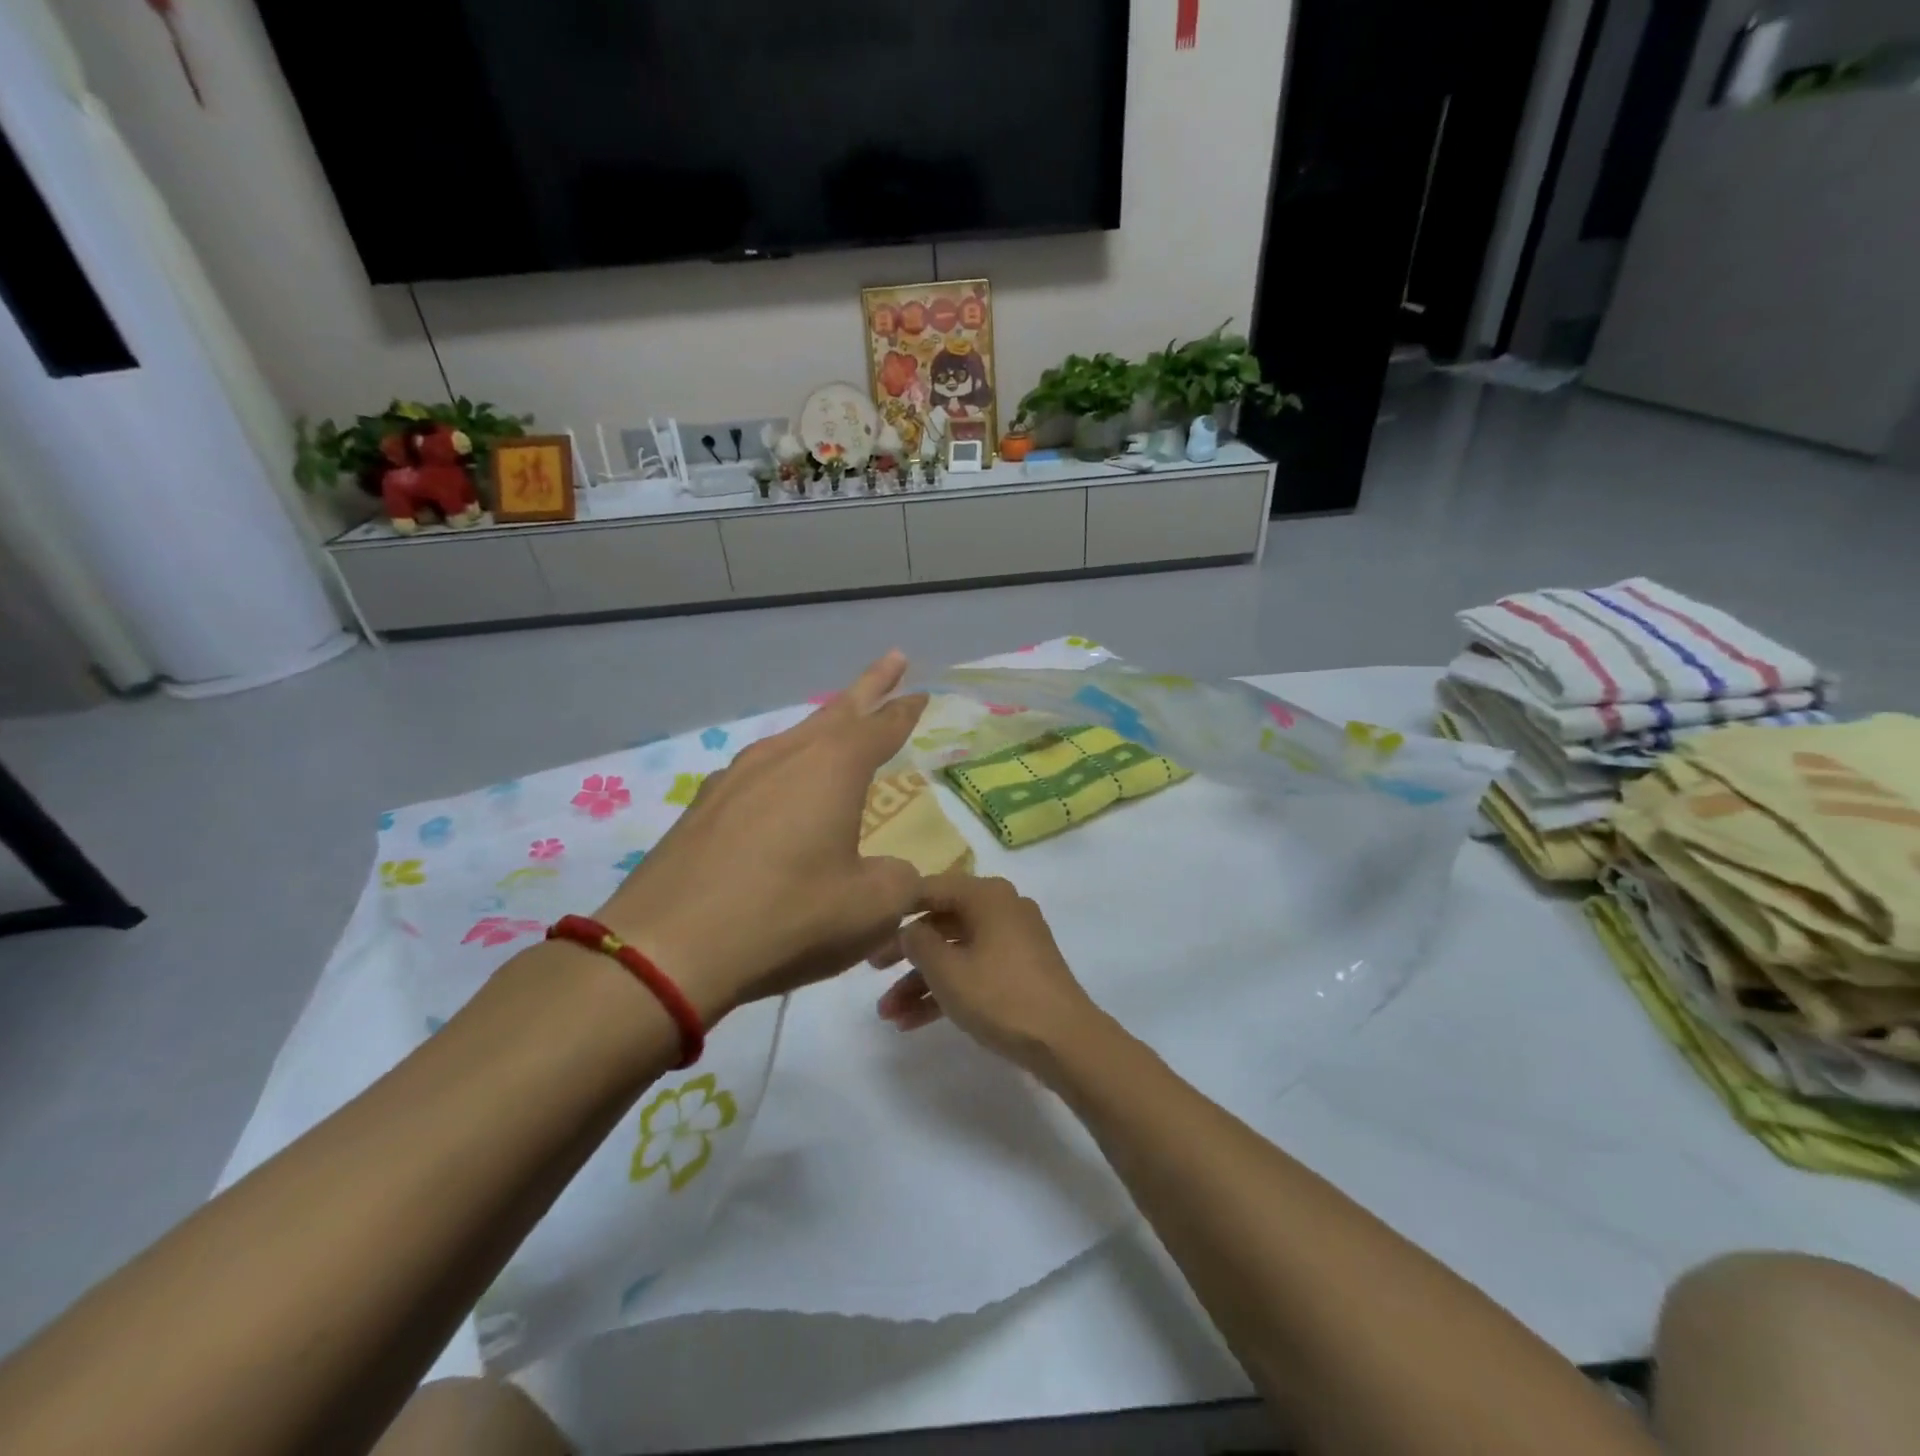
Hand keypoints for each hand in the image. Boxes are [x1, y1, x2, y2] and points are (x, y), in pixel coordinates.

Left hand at [596, 652, 926, 1023]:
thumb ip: (899, 880)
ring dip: (823, 728)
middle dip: (870, 686)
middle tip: (894, 660)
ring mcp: (737, 776)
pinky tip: (778, 791)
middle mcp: (785, 756)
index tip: (922, 691)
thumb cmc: (787, 917)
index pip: (882, 726)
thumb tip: (894, 872)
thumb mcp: (871, 909)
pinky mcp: (704, 805)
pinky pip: (758, 772)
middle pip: (837, 710)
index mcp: (833, 767)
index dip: (906, 710)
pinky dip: (783, 770)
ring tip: (839, 727)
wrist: (668, 948)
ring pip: (793, 738)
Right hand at [874, 874, 1100, 1068]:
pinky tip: (913, 1022)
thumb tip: (910, 929)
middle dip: (905, 954)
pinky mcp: (1020, 970)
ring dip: (921, 982)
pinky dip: (947, 991)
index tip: (868, 930)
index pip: (930, 888)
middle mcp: (1001, 908)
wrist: (1065, 1040)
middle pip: (941, 922)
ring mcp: (1013, 940)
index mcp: (986, 895)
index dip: (896, 909)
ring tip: (888, 1016)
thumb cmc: (1000, 995)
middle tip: (872, 973)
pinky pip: (974, 970)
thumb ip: (918, 942)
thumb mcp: (947, 969)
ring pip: (956, 952)